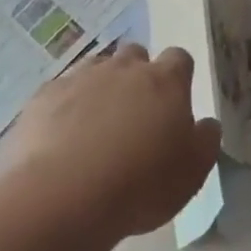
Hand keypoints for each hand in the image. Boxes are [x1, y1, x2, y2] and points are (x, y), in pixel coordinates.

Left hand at [0, 44, 221, 240]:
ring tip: (98, 125)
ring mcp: (81, 77)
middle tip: (136, 113)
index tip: (175, 102)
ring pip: (96, 68)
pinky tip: (63, 137)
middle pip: (135, 55)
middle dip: (137, 74)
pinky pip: (61, 91)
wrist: (64, 195)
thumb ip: (205, 140)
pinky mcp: (44, 96)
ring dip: (101, 87)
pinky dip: (66, 106)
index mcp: (165, 82)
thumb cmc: (140, 184)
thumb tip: (206, 123)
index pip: (179, 58)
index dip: (178, 76)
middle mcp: (123, 68)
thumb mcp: (192, 172)